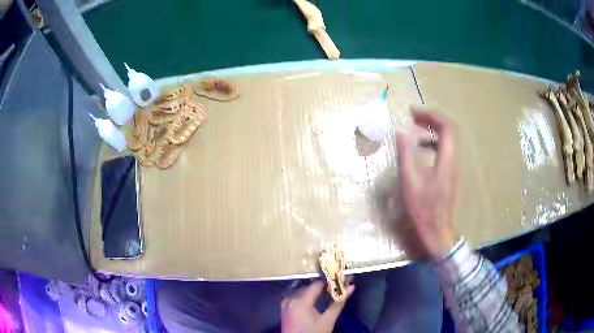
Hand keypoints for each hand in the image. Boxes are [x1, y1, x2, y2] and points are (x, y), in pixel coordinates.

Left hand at [281, 279, 354, 332]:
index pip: (318, 283)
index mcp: (300, 300)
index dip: (332, 280)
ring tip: (333, 291)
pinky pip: (298, 297)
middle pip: (311, 287)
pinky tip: (319, 299)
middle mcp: (290, 298)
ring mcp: (286, 303)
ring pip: (304, 291)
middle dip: (327, 285)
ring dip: (318, 291)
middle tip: (342, 285)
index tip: (345, 279)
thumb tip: (351, 287)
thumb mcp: (328, 320)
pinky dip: (309, 296)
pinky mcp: (285, 309)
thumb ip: (339, 302)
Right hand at [392, 106, 458, 260]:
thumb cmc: (423, 208)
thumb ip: (405, 154)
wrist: (437, 230)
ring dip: (432, 131)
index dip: (431, 115)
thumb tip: (401, 132)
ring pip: (447, 140)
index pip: (446, 127)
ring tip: (414, 130)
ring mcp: (453, 167)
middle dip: (431, 120)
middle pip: (448, 130)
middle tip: (413, 117)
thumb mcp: (410, 181)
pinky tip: (420, 150)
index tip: (413, 112)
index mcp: (446, 160)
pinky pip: (444, 150)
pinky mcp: (450, 173)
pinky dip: (433, 143)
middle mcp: (453, 160)